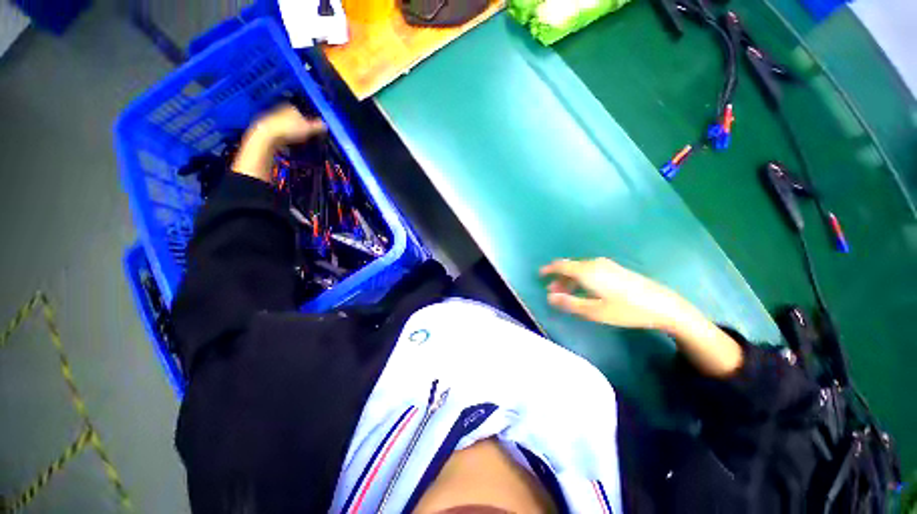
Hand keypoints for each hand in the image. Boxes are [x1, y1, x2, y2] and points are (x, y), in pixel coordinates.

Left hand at [233, 104, 325, 182]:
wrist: (267, 135)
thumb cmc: (289, 129)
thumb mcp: (308, 129)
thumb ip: (317, 127)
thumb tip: (325, 125)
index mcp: (291, 109)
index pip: (301, 112)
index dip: (307, 120)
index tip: (311, 128)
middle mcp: (281, 111)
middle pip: (292, 118)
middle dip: (298, 125)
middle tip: (305, 135)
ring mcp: (273, 119)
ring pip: (285, 125)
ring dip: (290, 132)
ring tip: (296, 141)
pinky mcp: (267, 128)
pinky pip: (278, 132)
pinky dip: (283, 137)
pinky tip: (286, 144)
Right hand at [541, 258, 743, 376]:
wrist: (663, 305)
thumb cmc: (625, 309)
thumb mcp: (594, 311)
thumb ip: (569, 303)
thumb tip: (549, 297)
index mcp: (586, 271)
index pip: (561, 265)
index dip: (548, 269)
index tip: (539, 275)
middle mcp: (594, 264)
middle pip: (570, 267)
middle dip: (558, 278)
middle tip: (552, 292)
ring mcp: (606, 265)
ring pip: (580, 269)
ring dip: (570, 280)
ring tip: (566, 294)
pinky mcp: (615, 270)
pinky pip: (590, 271)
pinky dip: (581, 279)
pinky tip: (585, 291)